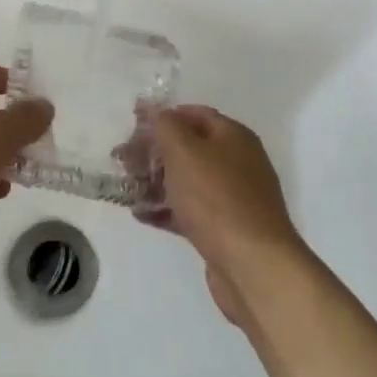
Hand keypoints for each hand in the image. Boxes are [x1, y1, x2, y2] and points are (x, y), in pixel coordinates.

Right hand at [144, 105, 306, 325]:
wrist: (253, 265)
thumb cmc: (216, 198)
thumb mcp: (184, 151)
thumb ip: (165, 125)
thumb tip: (156, 111)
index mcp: (234, 137)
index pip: (194, 114)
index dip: (163, 116)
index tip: (133, 124)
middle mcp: (238, 163)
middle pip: (189, 148)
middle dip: (154, 151)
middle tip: (123, 159)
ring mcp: (233, 198)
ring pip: (188, 181)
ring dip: (156, 181)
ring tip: (126, 186)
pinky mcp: (225, 229)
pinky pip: (191, 211)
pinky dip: (166, 209)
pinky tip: (141, 214)